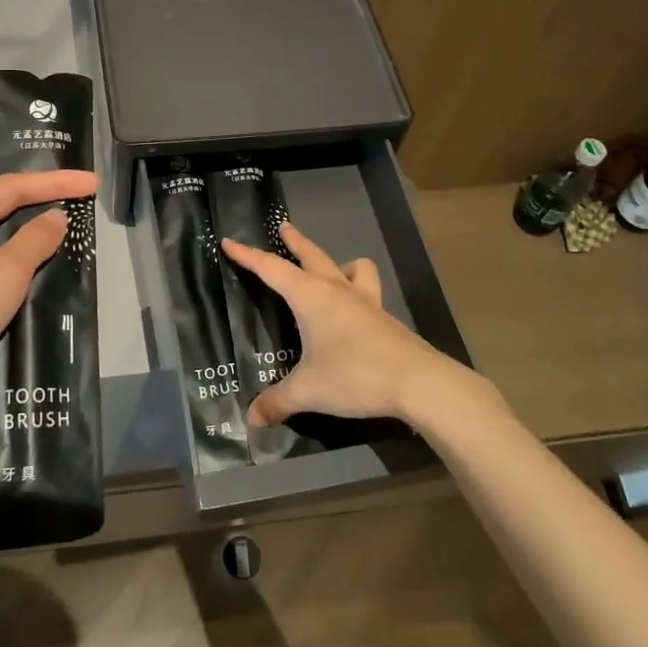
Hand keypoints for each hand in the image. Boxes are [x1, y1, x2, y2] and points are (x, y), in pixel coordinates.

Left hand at [0, 170, 98, 449]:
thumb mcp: (4, 274)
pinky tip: (46, 276)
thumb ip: (35, 240)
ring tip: (72, 234)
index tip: (93, 183)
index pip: (11, 188)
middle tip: (84, 200)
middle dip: (44, 200)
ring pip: (1, 243)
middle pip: (3, 209)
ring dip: (35, 236)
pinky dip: (25, 268)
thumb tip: (57, 216)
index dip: (55, 181)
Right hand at [222, 221, 485, 428]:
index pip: (272, 269)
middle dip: (295, 242)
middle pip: (312, 256)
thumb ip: (278, 401)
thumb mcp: (309, 391)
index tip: (229, 242)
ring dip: (337, 264)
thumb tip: (251, 419)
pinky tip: (354, 312)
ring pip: (351, 268)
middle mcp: (337, 291)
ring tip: (330, 271)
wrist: (418, 382)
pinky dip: (356, 291)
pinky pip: (367, 292)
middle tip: (284, 227)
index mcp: (311, 297)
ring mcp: (366, 302)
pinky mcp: (384, 319)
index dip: (248, 256)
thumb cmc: (355, 375)